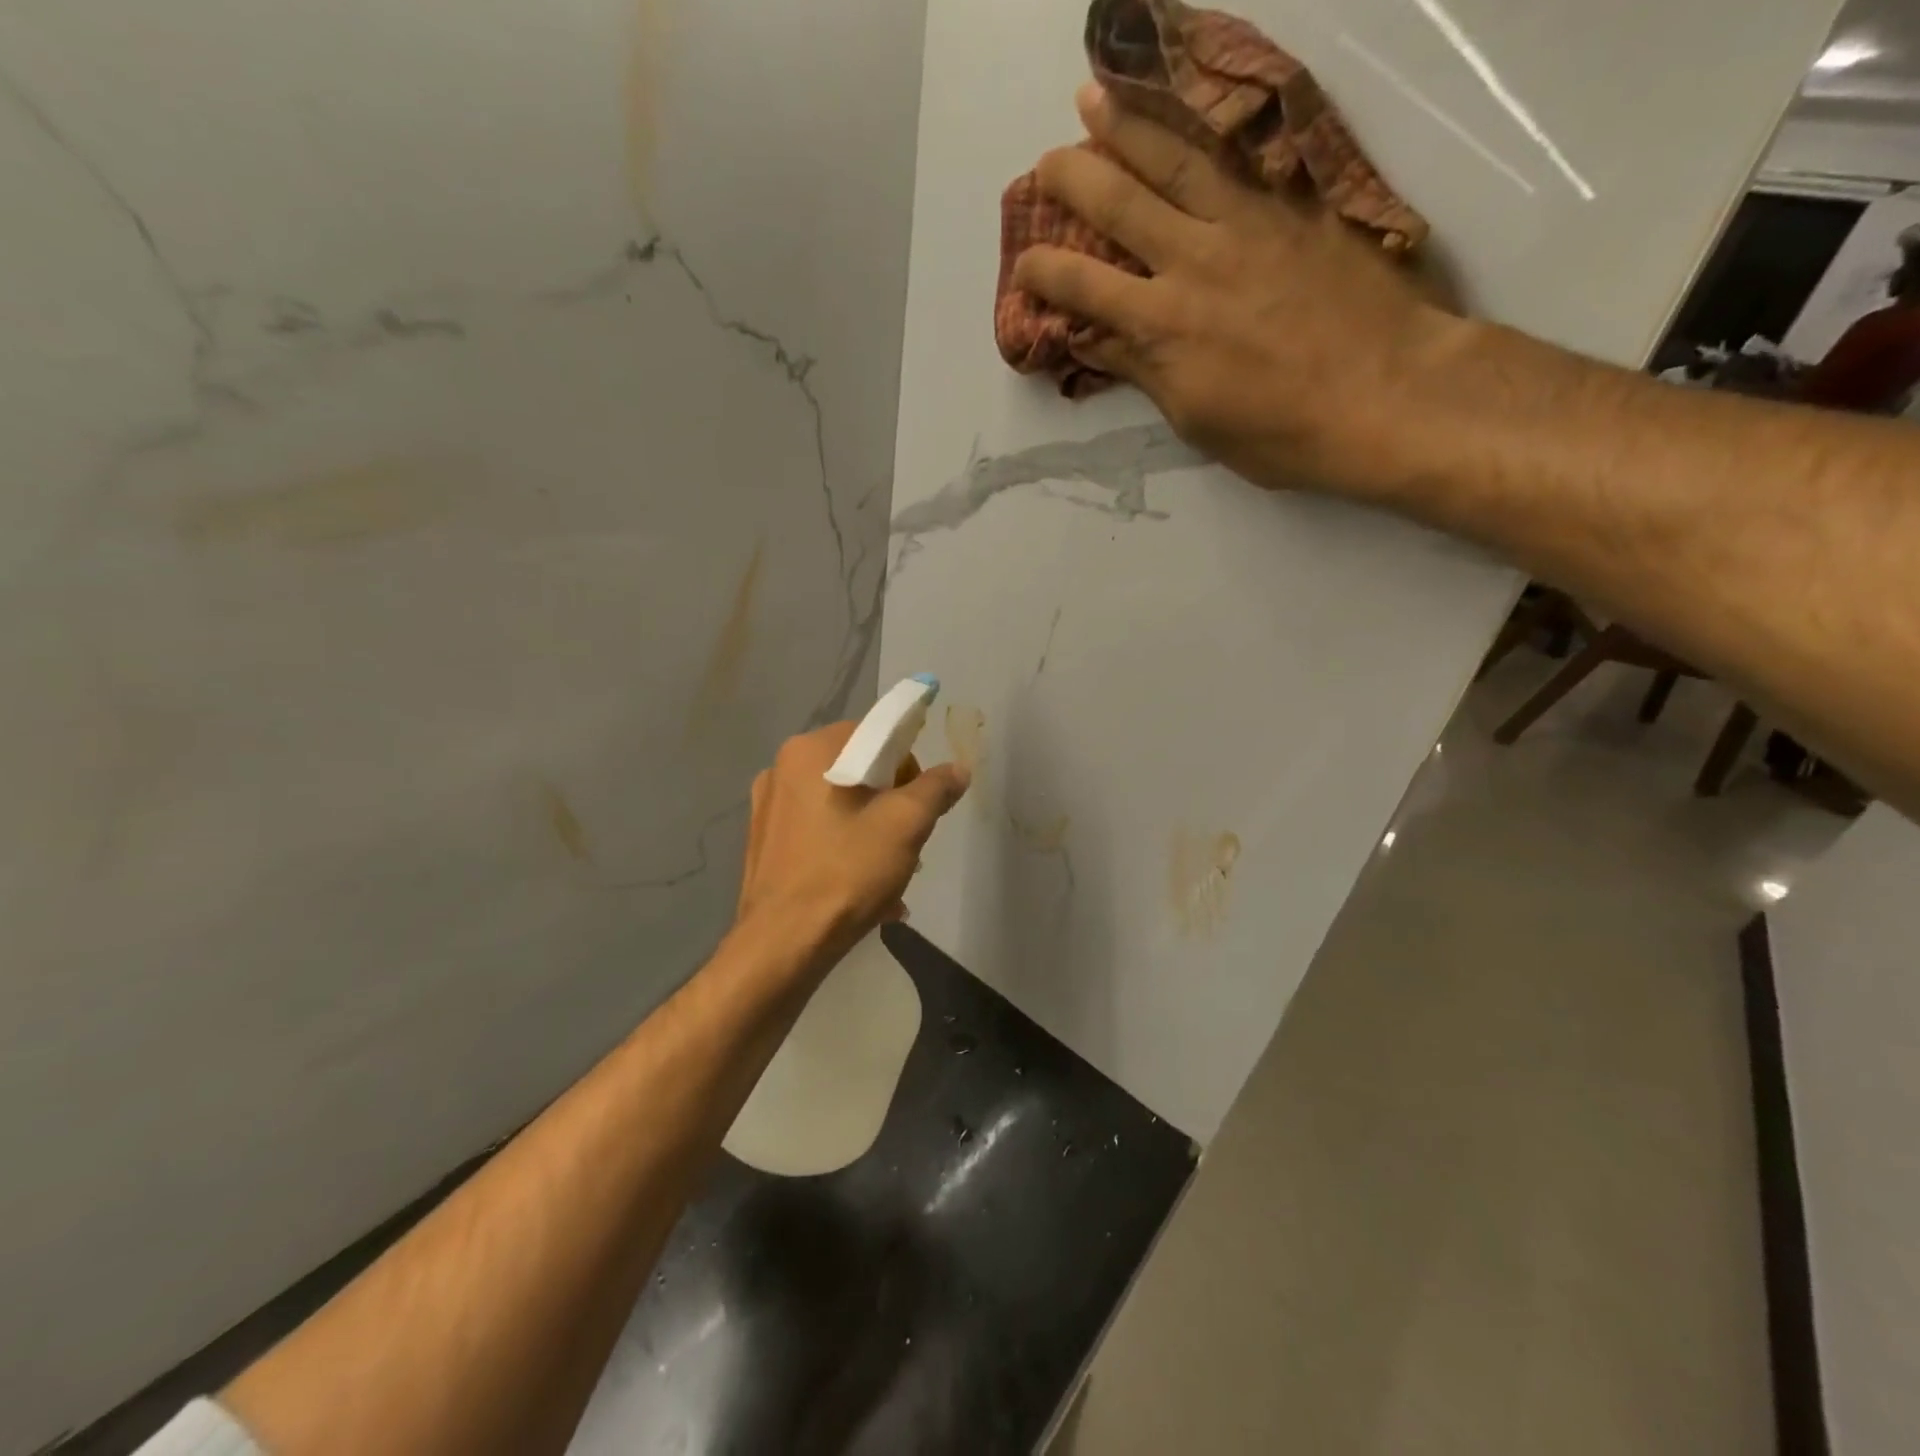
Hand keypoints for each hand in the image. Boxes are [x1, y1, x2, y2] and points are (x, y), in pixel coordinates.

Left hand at [736, 723, 970, 959]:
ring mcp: (768, 808)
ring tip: (888, 876)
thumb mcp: (906, 825)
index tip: (916, 805)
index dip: (905, 766)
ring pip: (838, 806)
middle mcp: (781, 769)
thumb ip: (935, 788)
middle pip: (857, 771)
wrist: (783, 945)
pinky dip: (844, 851)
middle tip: (906, 844)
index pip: (874, 735)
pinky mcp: (763, 844)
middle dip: (889, 804)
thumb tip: (957, 770)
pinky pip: (817, 834)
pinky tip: (862, 892)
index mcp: (810, 750)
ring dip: (871, 832)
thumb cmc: (846, 872)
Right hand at [1012, 83, 1466, 498]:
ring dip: (1128, 125)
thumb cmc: (1283, 433)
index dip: (1043, 273)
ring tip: (1093, 97)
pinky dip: (1206, 125)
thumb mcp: (1196, 420)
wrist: (1389, 396)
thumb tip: (1096, 341)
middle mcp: (1194, 260)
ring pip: (1175, 159)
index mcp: (1163, 326)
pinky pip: (1241, 153)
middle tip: (1044, 162)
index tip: (1022, 266)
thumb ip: (1145, 371)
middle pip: (1118, 203)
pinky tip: (1188, 111)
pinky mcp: (1297, 206)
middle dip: (1071, 179)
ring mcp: (1249, 223)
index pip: (1082, 287)